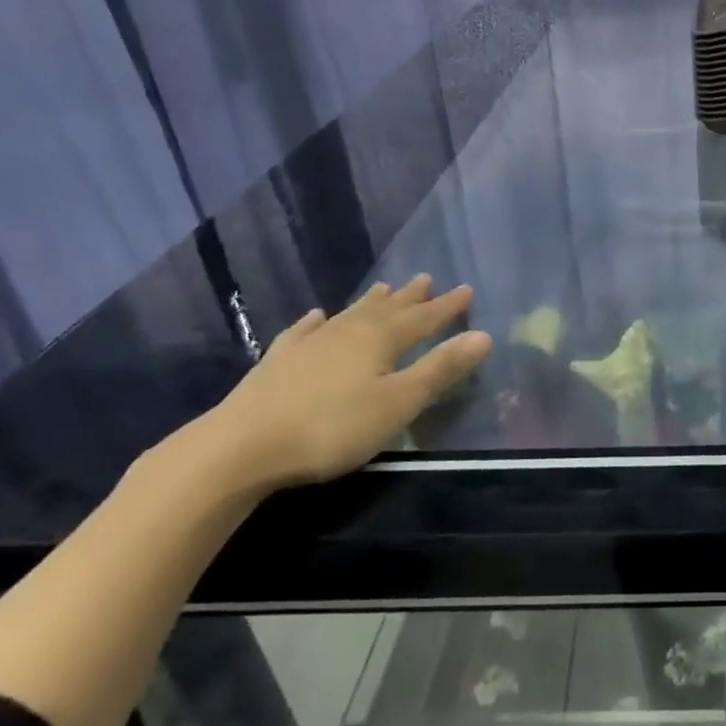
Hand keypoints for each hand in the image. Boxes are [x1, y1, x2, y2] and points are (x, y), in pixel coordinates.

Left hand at [202, 275, 491, 491]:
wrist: (242, 446)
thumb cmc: (333, 427)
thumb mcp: (399, 403)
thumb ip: (440, 369)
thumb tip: (483, 336)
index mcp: (379, 339)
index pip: (423, 318)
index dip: (447, 307)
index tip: (466, 289)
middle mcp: (347, 332)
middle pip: (386, 309)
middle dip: (410, 297)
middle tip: (426, 279)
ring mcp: (309, 344)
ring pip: (349, 315)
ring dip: (370, 302)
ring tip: (384, 288)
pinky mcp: (278, 363)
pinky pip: (304, 332)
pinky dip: (316, 323)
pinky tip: (316, 317)